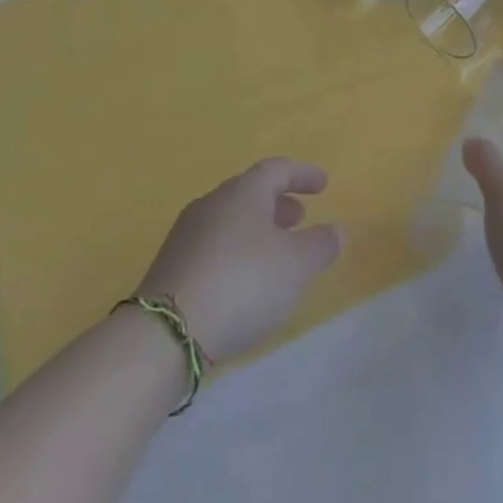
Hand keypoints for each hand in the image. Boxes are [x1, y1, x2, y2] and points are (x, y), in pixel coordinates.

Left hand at [135, 158, 343, 361]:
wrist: (165, 334)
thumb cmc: (243, 284)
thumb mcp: (297, 266)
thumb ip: (321, 245)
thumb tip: (337, 230)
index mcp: (244, 191)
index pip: (277, 169)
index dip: (303, 174)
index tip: (323, 185)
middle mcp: (213, 203)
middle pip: (250, 192)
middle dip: (278, 203)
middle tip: (299, 219)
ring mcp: (186, 234)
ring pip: (230, 220)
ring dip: (256, 229)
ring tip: (274, 254)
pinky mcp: (170, 267)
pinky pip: (213, 246)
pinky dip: (236, 252)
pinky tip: (244, 281)